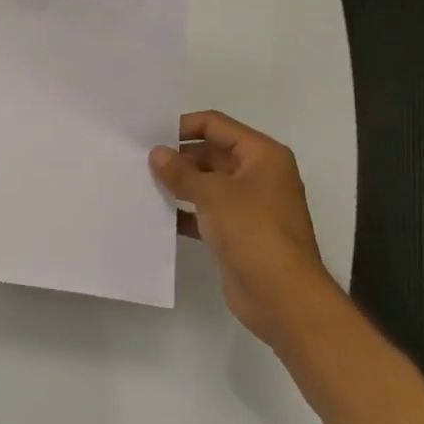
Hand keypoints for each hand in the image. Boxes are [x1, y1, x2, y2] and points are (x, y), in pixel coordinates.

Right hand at [150, 111, 333, 348]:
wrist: (282, 297)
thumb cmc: (253, 232)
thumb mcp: (213, 194)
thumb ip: (181, 172)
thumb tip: (157, 154)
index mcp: (262, 155)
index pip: (216, 125)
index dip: (183, 126)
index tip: (150, 136)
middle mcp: (259, 175)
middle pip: (212, 153)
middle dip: (179, 158)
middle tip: (140, 162)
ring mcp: (250, 206)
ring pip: (208, 184)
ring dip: (180, 185)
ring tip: (143, 184)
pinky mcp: (239, 234)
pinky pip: (207, 212)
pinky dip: (185, 212)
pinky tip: (158, 215)